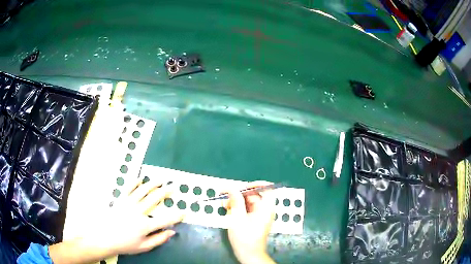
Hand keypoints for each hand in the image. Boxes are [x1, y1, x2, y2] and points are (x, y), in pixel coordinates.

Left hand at [49, 179, 182, 262]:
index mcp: (145, 225)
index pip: (165, 219)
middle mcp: (138, 211)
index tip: (184, 212)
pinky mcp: (120, 200)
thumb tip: (172, 232)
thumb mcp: (144, 247)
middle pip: (154, 199)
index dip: (176, 216)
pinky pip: (129, 188)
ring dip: (152, 184)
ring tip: (160, 180)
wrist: (104, 237)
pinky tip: (140, 178)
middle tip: (173, 186)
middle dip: (165, 192)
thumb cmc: (125, 244)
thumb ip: (159, 239)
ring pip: (142, 191)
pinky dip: (135, 182)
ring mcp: (128, 204)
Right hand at [225, 182, 275, 263]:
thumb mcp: (237, 217)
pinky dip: (237, 209)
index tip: (242, 187)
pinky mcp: (253, 220)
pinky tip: (228, 211)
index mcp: (266, 208)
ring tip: (224, 206)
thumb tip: (231, 188)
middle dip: (239, 195)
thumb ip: (235, 201)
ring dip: (236, 202)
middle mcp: (264, 210)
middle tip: (225, 196)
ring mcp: (259, 215)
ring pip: (248, 202)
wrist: (248, 254)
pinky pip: (246, 209)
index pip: (267, 188)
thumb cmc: (245, 237)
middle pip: (254, 195)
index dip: (256, 184)